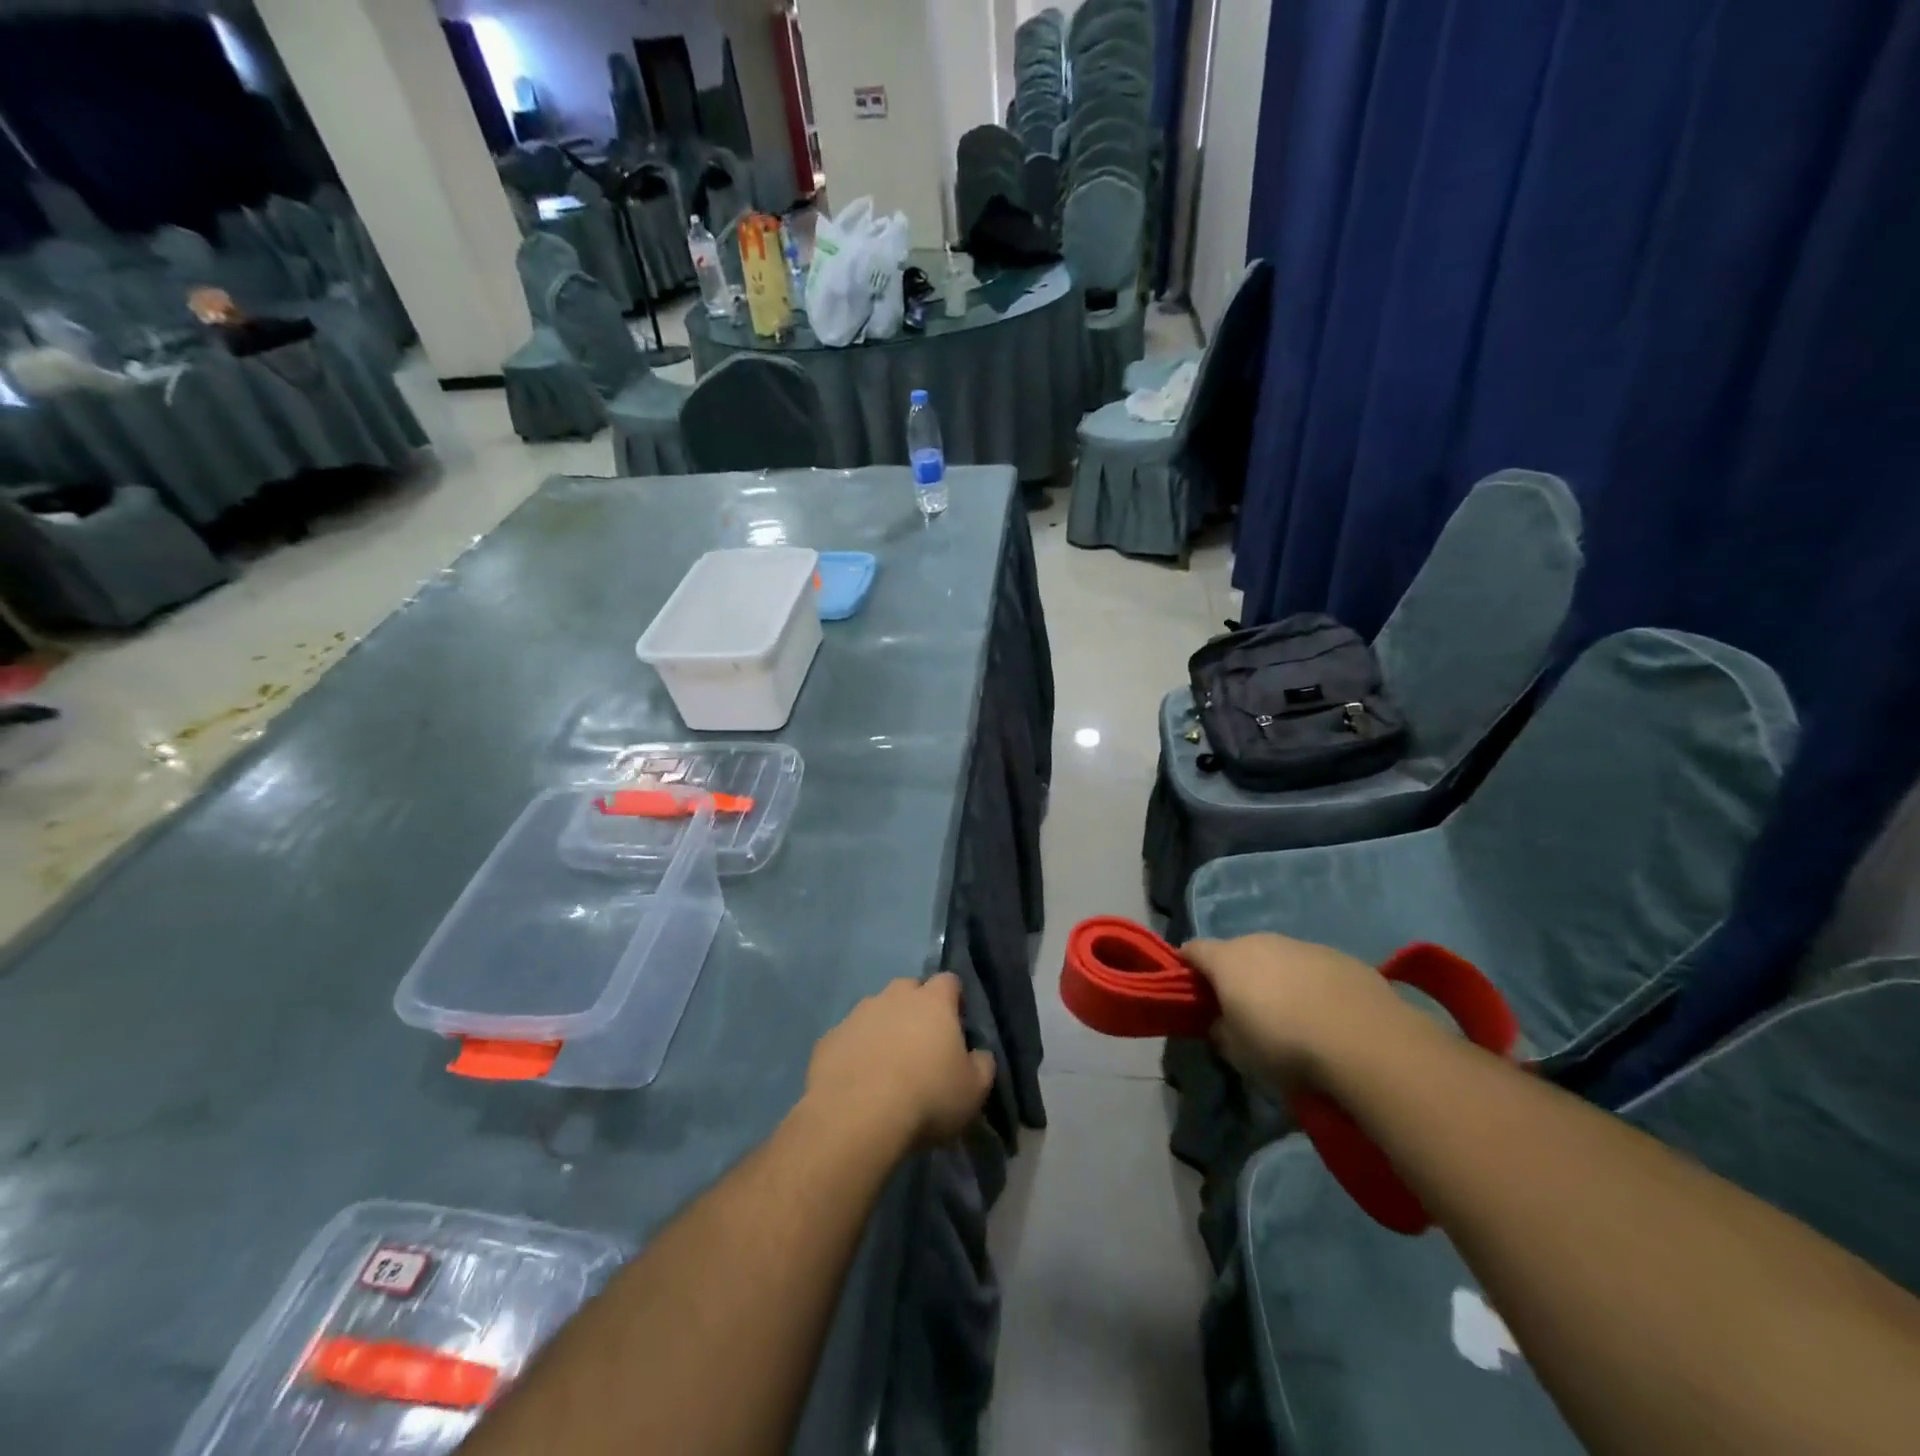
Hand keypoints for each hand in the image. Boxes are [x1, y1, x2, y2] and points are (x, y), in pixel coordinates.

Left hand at [805, 973, 995, 1151]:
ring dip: (883, 1029)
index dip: (954, 1000)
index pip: (949, 981)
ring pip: (876, 1011)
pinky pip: (848, 1037)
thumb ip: (982, 1065)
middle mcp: (894, 996)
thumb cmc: (927, 1098)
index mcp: (933, 1001)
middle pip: (909, 990)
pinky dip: (855, 1051)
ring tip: (887, 1066)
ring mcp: (857, 1014)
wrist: (856, 1117)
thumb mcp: (973, 1091)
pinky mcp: (829, 1038)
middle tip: (921, 1045)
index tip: (956, 1026)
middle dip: (916, 1009)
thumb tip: (979, 1054)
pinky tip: (858, 1081)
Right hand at [1183, 933, 1411, 1089]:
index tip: (1191, 992)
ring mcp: (1302, 945)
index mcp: (1226, 959)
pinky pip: (1312, 968)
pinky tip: (1326, 1017)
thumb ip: (1221, 1032)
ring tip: (1291, 1018)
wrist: (1365, 1041)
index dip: (1187, 969)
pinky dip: (1310, 986)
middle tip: (1244, 1012)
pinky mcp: (1340, 957)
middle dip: (1235, 976)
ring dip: (1275, 980)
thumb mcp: (1239, 1053)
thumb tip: (1221, 1023)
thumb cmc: (1284, 1046)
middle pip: (1236, 953)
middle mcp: (1260, 941)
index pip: (1192, 950)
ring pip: (1277, 958)